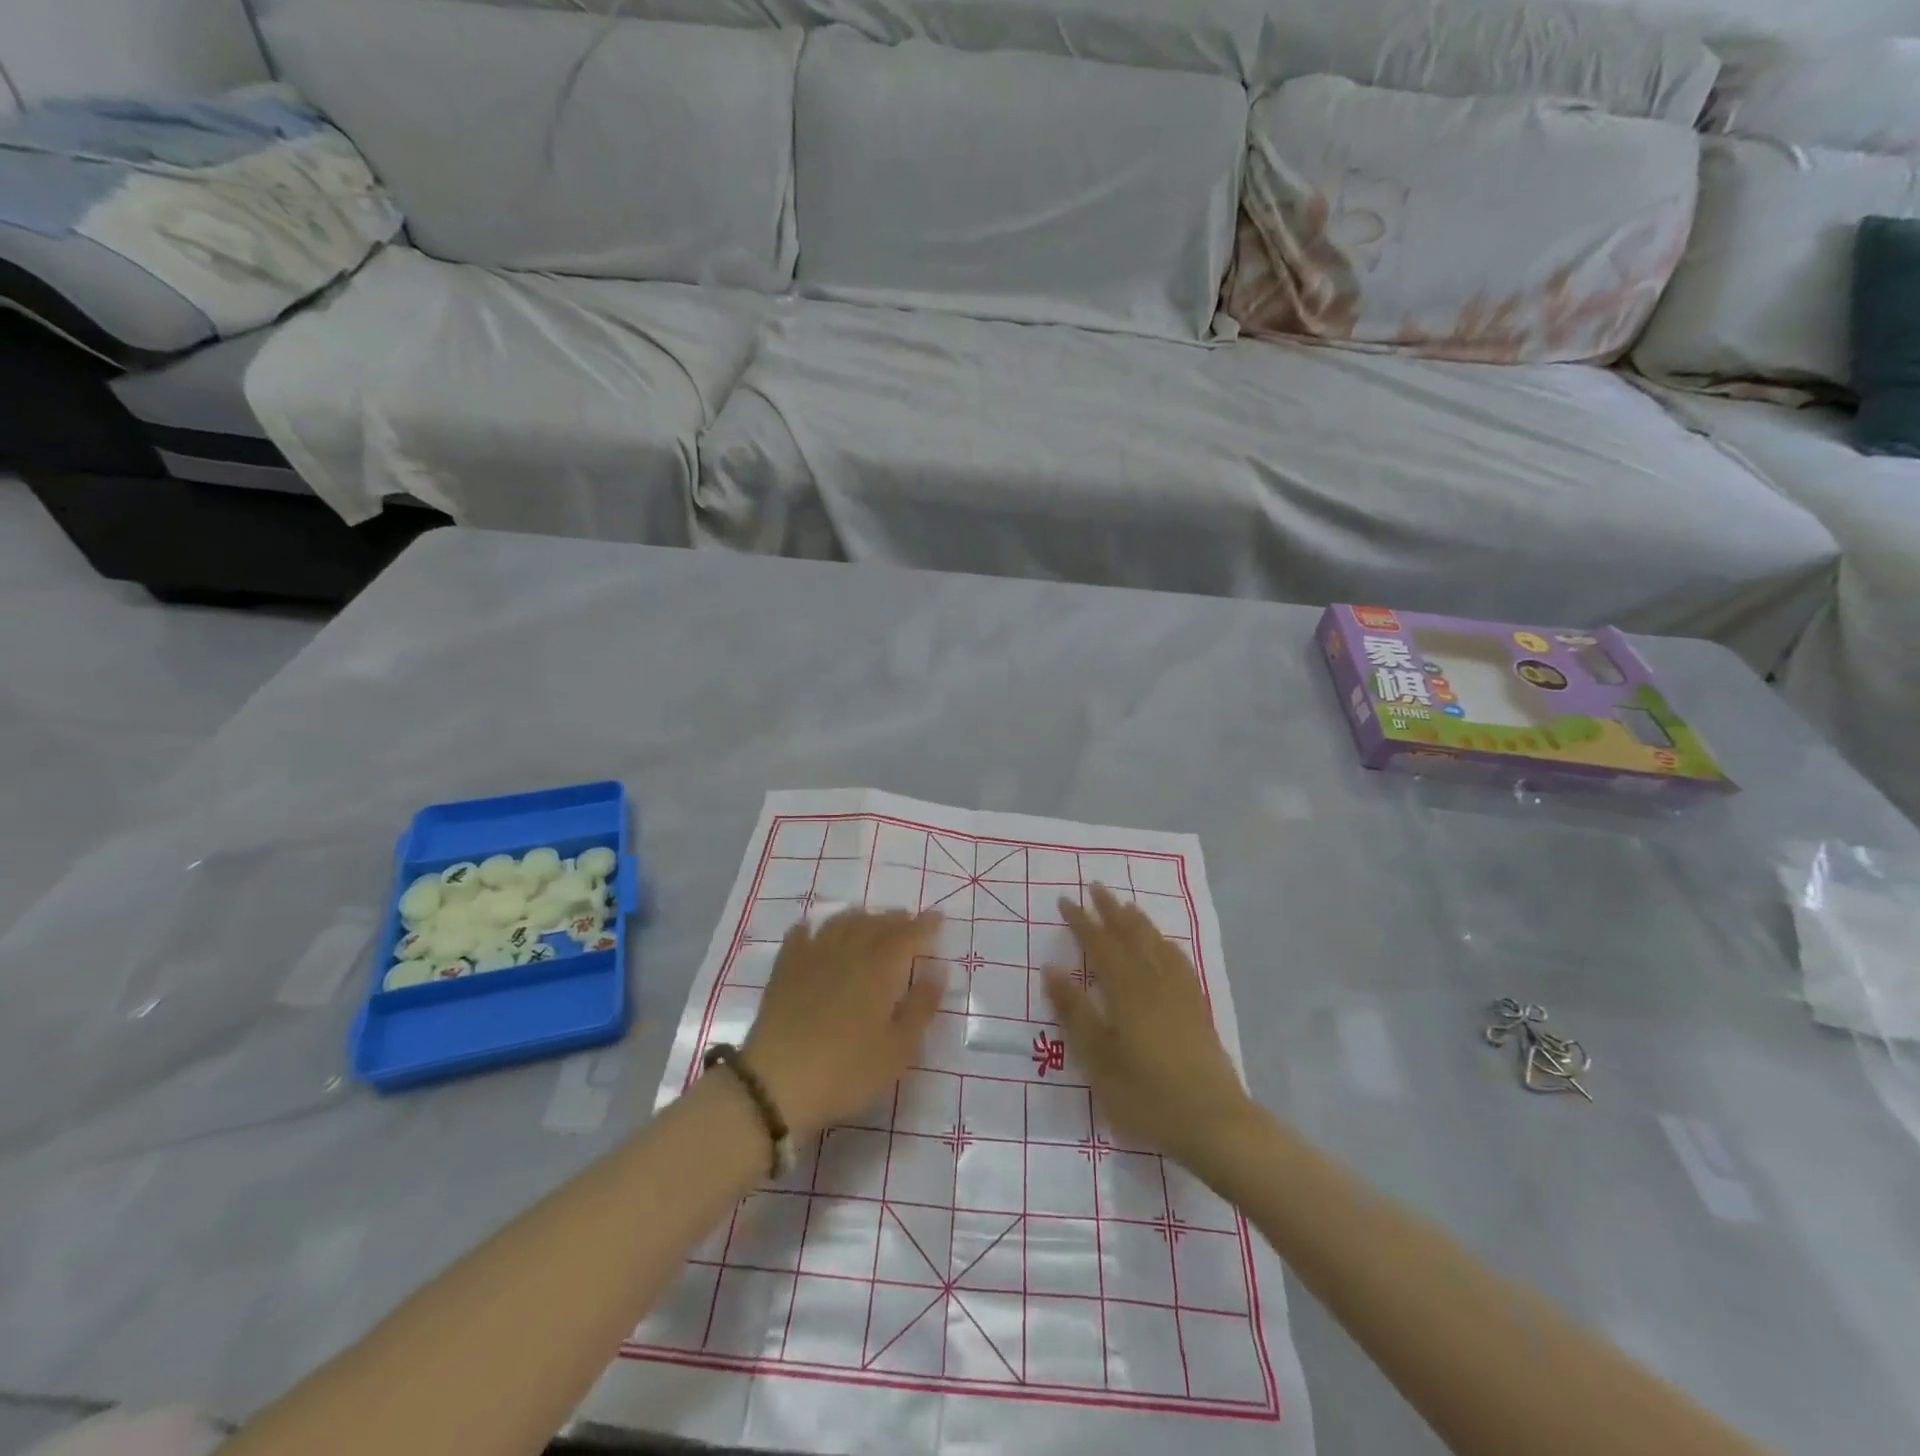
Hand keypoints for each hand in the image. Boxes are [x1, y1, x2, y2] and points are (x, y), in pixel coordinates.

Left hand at [743, 909, 945, 1135]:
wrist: (775, 1082)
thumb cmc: (847, 1070)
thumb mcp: (898, 1050)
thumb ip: (921, 1007)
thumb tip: (938, 971)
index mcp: (880, 968)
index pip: (908, 935)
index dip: (925, 925)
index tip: (938, 918)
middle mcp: (848, 951)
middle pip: (875, 924)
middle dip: (896, 920)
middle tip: (908, 920)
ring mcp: (812, 956)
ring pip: (840, 923)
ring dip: (860, 918)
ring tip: (869, 921)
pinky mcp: (784, 969)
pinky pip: (801, 935)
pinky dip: (813, 928)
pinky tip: (813, 930)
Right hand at [1044, 885, 1253, 1170]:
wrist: (1215, 1123)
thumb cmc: (1146, 1095)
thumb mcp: (1098, 1059)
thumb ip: (1074, 1012)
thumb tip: (1051, 969)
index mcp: (1126, 990)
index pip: (1099, 944)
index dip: (1081, 921)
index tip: (1066, 900)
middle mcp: (1154, 980)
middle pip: (1131, 934)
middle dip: (1111, 909)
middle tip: (1096, 887)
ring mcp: (1180, 993)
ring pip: (1157, 943)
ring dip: (1138, 921)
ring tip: (1127, 906)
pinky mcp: (1198, 1008)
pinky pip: (1179, 961)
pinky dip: (1165, 944)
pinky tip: (1165, 947)